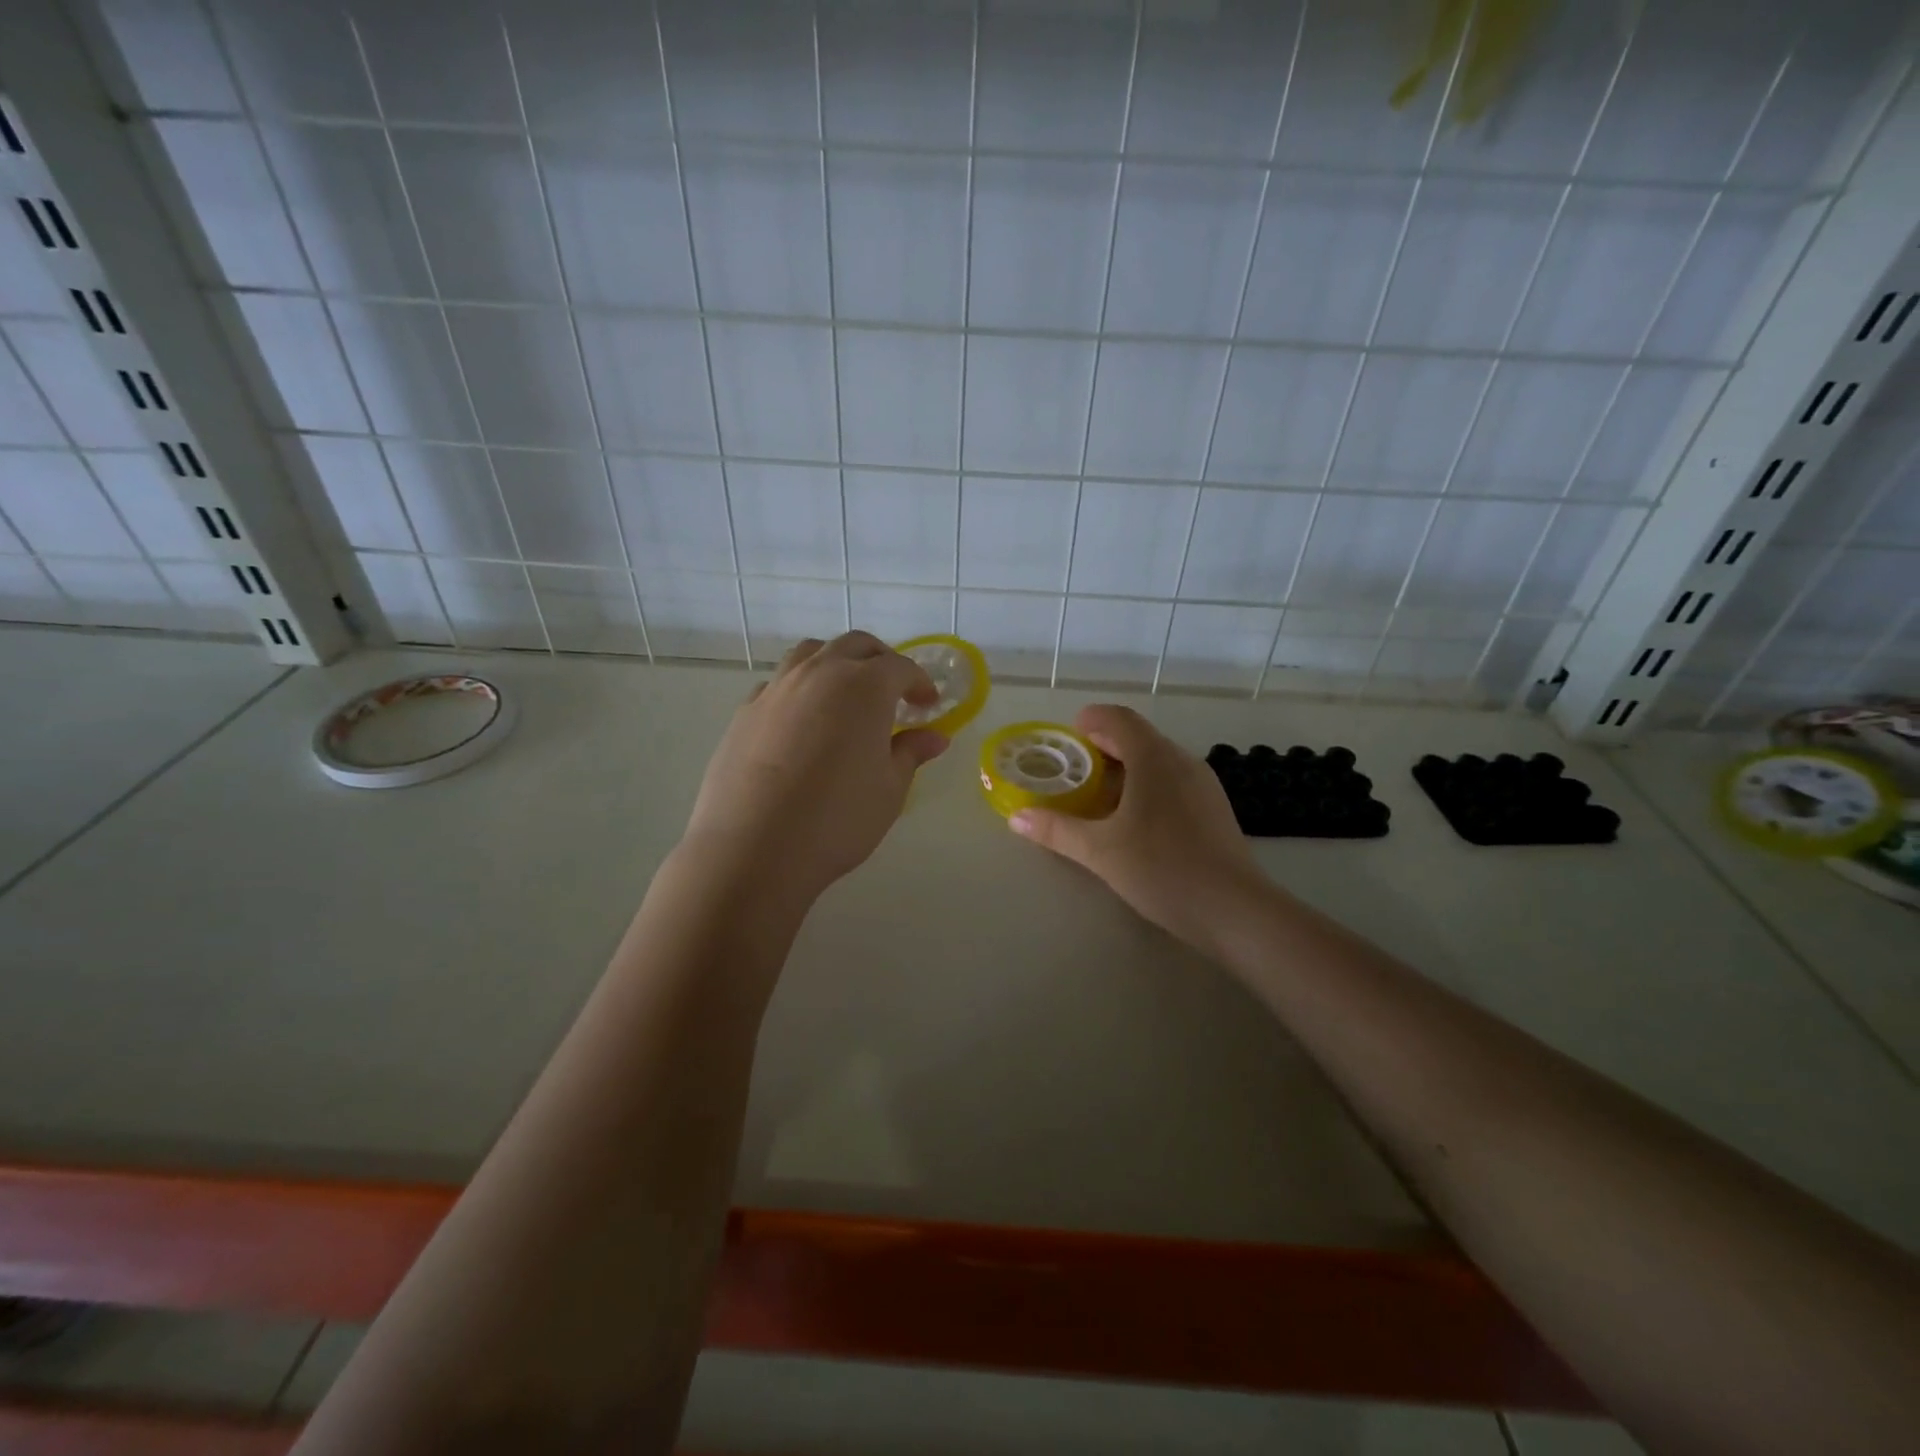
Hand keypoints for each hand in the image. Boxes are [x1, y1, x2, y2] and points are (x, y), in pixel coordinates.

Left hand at [681, 632, 948, 906]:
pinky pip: (780, 682)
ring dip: (837, 663)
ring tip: (846, 695)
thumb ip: (911, 754)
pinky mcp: (746, 710)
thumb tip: (935, 737)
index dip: (919, 683)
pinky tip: (804, 722)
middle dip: (881, 661)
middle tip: (894, 691)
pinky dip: (801, 688)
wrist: (753, 848)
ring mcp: (777, 688)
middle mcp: (820, 673)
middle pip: (856, 646)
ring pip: (812, 653)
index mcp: (864, 686)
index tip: (929, 704)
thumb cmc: (837, 819)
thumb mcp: (889, 790)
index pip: (900, 668)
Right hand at [1009, 704, 1266, 956]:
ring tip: (1099, 794)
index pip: (1119, 719)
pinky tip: (1135, 818)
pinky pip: (1173, 780)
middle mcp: (1182, 761)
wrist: (1234, 910)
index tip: (1069, 736)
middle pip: (1139, 736)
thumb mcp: (1100, 851)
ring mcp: (1203, 784)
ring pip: (1158, 759)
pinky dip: (1147, 784)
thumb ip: (1057, 830)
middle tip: (1075, 767)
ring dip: (1126, 766)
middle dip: (1104, 745)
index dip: (1091, 720)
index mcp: (1154, 758)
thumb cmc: (1162, 869)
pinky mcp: (1213, 808)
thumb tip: (1017, 817)